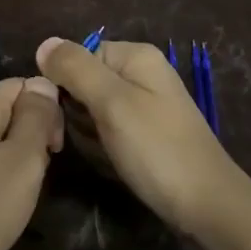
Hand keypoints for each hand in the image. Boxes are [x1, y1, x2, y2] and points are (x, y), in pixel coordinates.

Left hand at [0, 76, 63, 249]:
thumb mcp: (23, 161)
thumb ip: (36, 117)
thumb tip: (42, 81)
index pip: (19, 84)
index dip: (46, 108)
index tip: (55, 148)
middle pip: (1, 108)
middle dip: (29, 132)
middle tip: (39, 174)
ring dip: (11, 155)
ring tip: (19, 192)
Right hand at [35, 37, 244, 236]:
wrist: (207, 206)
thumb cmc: (157, 149)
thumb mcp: (112, 102)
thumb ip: (76, 69)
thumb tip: (44, 43)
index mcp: (136, 57)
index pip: (79, 56)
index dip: (65, 82)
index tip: (64, 113)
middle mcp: (141, 75)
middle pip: (84, 83)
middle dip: (76, 112)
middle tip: (86, 137)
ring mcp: (145, 107)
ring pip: (92, 112)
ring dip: (88, 135)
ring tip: (104, 154)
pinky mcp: (146, 136)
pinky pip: (108, 134)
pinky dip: (104, 149)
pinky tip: (113, 164)